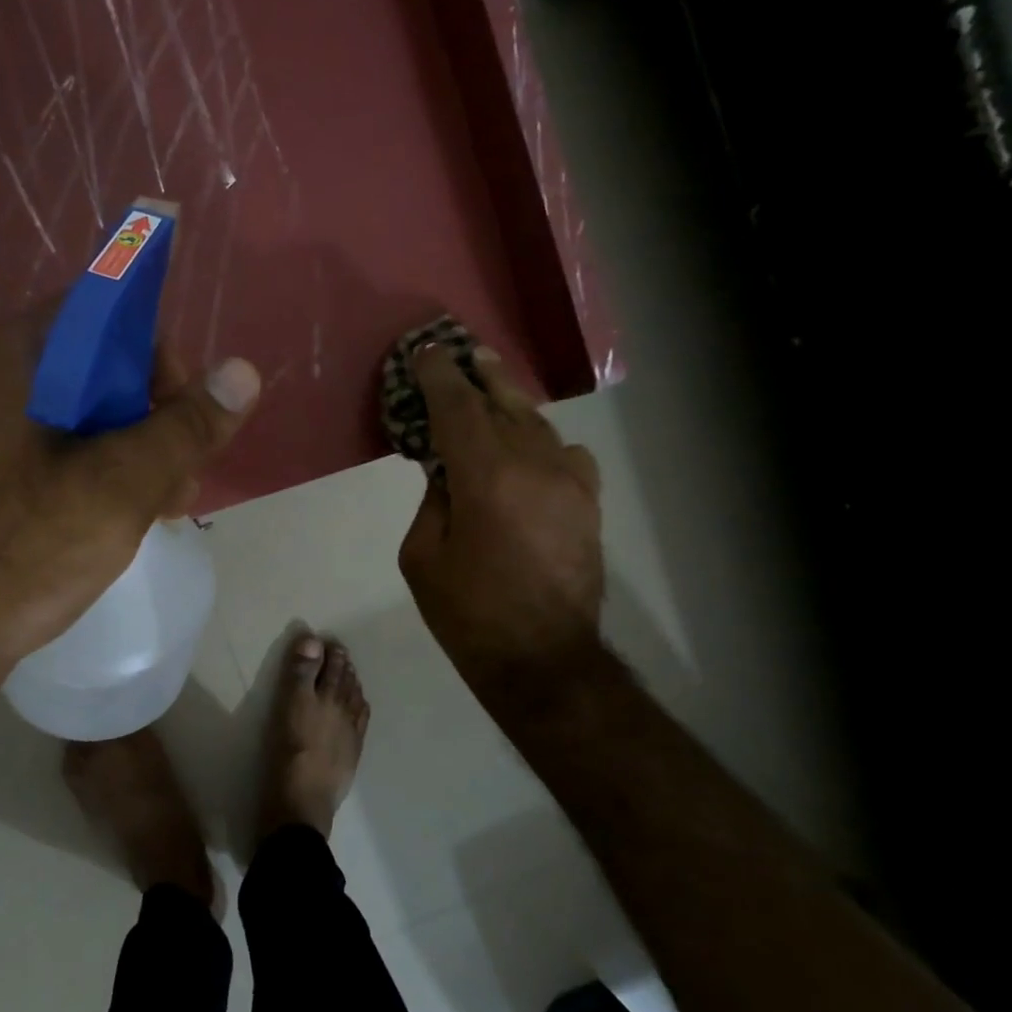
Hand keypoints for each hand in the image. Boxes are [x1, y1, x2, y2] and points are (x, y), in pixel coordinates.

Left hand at [0, 305, 259, 687]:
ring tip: (163, 511)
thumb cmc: (23, 550)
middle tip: (181, 481)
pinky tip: (119, 519)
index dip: (159, 361)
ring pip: (79, 415)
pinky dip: (94, 472)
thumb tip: (243, 371)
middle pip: (97, 369)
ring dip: (131, 453)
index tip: (184, 420)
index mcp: (13, 355)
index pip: (107, 316)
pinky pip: (51, 449)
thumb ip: (187, 427)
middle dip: (154, 420)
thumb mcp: (122, 486)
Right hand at [398, 344, 604, 722]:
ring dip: (509, 400)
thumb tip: (447, 471)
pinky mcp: (588, 503)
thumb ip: (433, 500)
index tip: (425, 352)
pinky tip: (530, 447)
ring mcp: (569, 483)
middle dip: (477, 374)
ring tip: (490, 380)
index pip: (457, 407)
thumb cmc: (469, 615)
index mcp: (485, 478)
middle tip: (461, 351)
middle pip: (502, 403)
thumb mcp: (422, 557)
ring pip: (537, 423)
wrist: (543, 660)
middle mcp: (533, 466)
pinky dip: (543, 440)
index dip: (438, 375)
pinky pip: (567, 453)